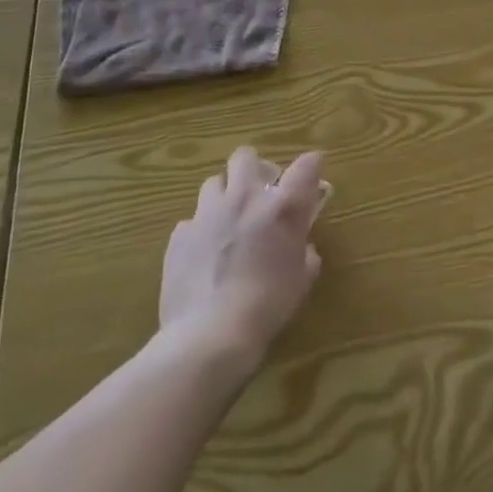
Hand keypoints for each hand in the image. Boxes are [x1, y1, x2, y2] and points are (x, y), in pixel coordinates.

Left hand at [158, 147, 325, 368]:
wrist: (209, 335)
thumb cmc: (268, 306)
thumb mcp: (301, 279)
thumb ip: (305, 253)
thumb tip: (302, 246)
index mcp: (282, 206)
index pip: (306, 164)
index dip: (312, 164)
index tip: (313, 172)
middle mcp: (244, 198)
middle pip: (246, 156)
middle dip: (255, 168)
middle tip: (262, 192)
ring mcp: (207, 214)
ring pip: (213, 182)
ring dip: (225, 194)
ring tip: (230, 219)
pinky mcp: (179, 236)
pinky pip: (191, 219)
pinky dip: (201, 229)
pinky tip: (205, 252)